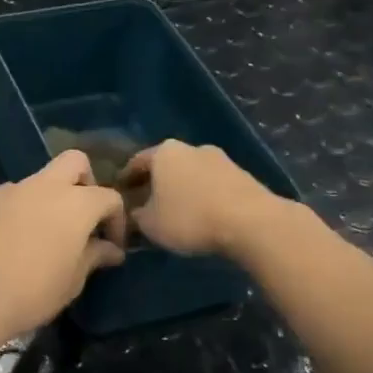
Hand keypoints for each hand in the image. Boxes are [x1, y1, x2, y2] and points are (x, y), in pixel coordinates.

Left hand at [0, 151, 127, 344]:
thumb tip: (111, 249)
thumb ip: (94, 256)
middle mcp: (44, 186)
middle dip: (85, 181)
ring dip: (49, 198)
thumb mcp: (73, 280)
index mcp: (76, 203)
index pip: (109, 197)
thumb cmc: (33, 291)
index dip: (116, 220)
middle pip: (75, 162)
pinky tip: (13, 238)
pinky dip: (20, 208)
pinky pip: (11, 195)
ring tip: (44, 234)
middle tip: (82, 217)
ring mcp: (11, 190)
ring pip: (39, 179)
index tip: (111, 245)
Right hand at [121, 140, 276, 255]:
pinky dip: (204, 196)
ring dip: (182, 189)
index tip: (120, 195)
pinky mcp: (243, 175)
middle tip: (146, 203)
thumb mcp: (150, 224)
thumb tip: (133, 214)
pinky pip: (213, 184)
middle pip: (166, 165)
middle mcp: (191, 148)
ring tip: (176, 212)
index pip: (136, 162)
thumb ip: (136, 217)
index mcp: (164, 152)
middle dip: (156, 183)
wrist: (252, 222)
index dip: (126, 180)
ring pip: (191, 173)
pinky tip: (203, 215)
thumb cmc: (190, 218)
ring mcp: (220, 159)